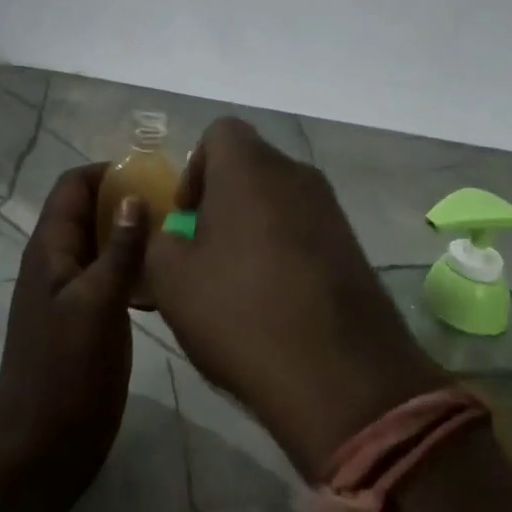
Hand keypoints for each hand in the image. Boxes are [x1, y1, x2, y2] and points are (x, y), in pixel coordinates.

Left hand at [0, 163, 148, 495]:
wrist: (40, 452)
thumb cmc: (67, 373)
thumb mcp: (99, 305)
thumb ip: (119, 250)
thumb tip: (135, 197)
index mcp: (50, 249)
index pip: (73, 186)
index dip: (108, 173)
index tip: (153, 176)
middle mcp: (55, 262)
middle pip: (87, 211)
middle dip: (125, 201)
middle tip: (174, 205)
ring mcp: (67, 293)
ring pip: (100, 245)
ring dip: (131, 236)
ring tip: (176, 238)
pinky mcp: (82, 320)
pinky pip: (107, 278)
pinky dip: (131, 270)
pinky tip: (163, 284)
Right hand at [146, 119, 445, 479]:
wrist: (341, 379)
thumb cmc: (241, 313)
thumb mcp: (172, 279)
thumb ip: (158, 240)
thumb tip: (171, 232)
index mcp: (249, 166)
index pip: (219, 132)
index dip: (195, 168)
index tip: (187, 217)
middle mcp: (294, 173)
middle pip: (249, 166)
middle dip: (222, 201)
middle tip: (206, 253)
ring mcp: (331, 209)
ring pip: (278, 200)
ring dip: (253, 228)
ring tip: (238, 284)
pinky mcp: (353, 246)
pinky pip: (305, 230)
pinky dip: (284, 251)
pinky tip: (275, 302)